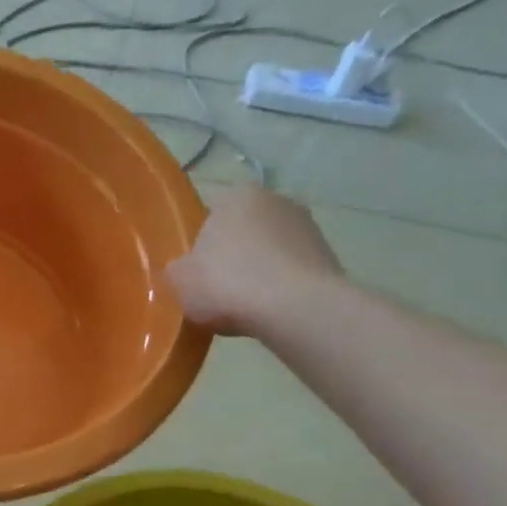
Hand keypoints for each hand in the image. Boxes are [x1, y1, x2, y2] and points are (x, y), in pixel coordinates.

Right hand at [165, 186, 342, 335]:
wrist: (294, 308)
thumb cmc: (226, 282)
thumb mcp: (178, 279)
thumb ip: (178, 268)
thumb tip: (185, 269)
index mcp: (237, 195)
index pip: (212, 215)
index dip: (203, 245)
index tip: (199, 271)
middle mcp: (276, 199)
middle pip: (245, 230)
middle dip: (235, 254)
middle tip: (219, 288)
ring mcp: (308, 226)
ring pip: (271, 250)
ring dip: (260, 270)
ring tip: (246, 305)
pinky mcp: (329, 255)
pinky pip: (293, 270)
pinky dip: (282, 286)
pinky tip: (271, 310)